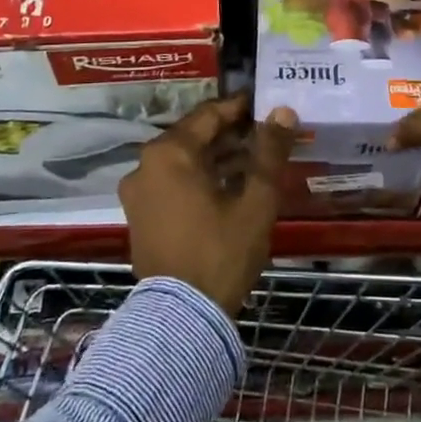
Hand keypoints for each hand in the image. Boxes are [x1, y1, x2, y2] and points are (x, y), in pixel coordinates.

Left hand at [119, 91, 296, 315]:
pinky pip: (172, 182)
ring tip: (253, 158)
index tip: (264, 103)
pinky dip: (198, 177)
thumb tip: (282, 112)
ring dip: (215, 156)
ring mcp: (138, 192)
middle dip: (229, 132)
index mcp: (170, 153)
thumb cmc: (221, 252)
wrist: (182, 319)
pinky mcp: (139, 215)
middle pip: (193, 136)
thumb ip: (269, 152)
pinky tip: (228, 185)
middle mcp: (145, 165)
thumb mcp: (255, 201)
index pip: (209, 115)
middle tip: (264, 132)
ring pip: (182, 160)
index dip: (239, 107)